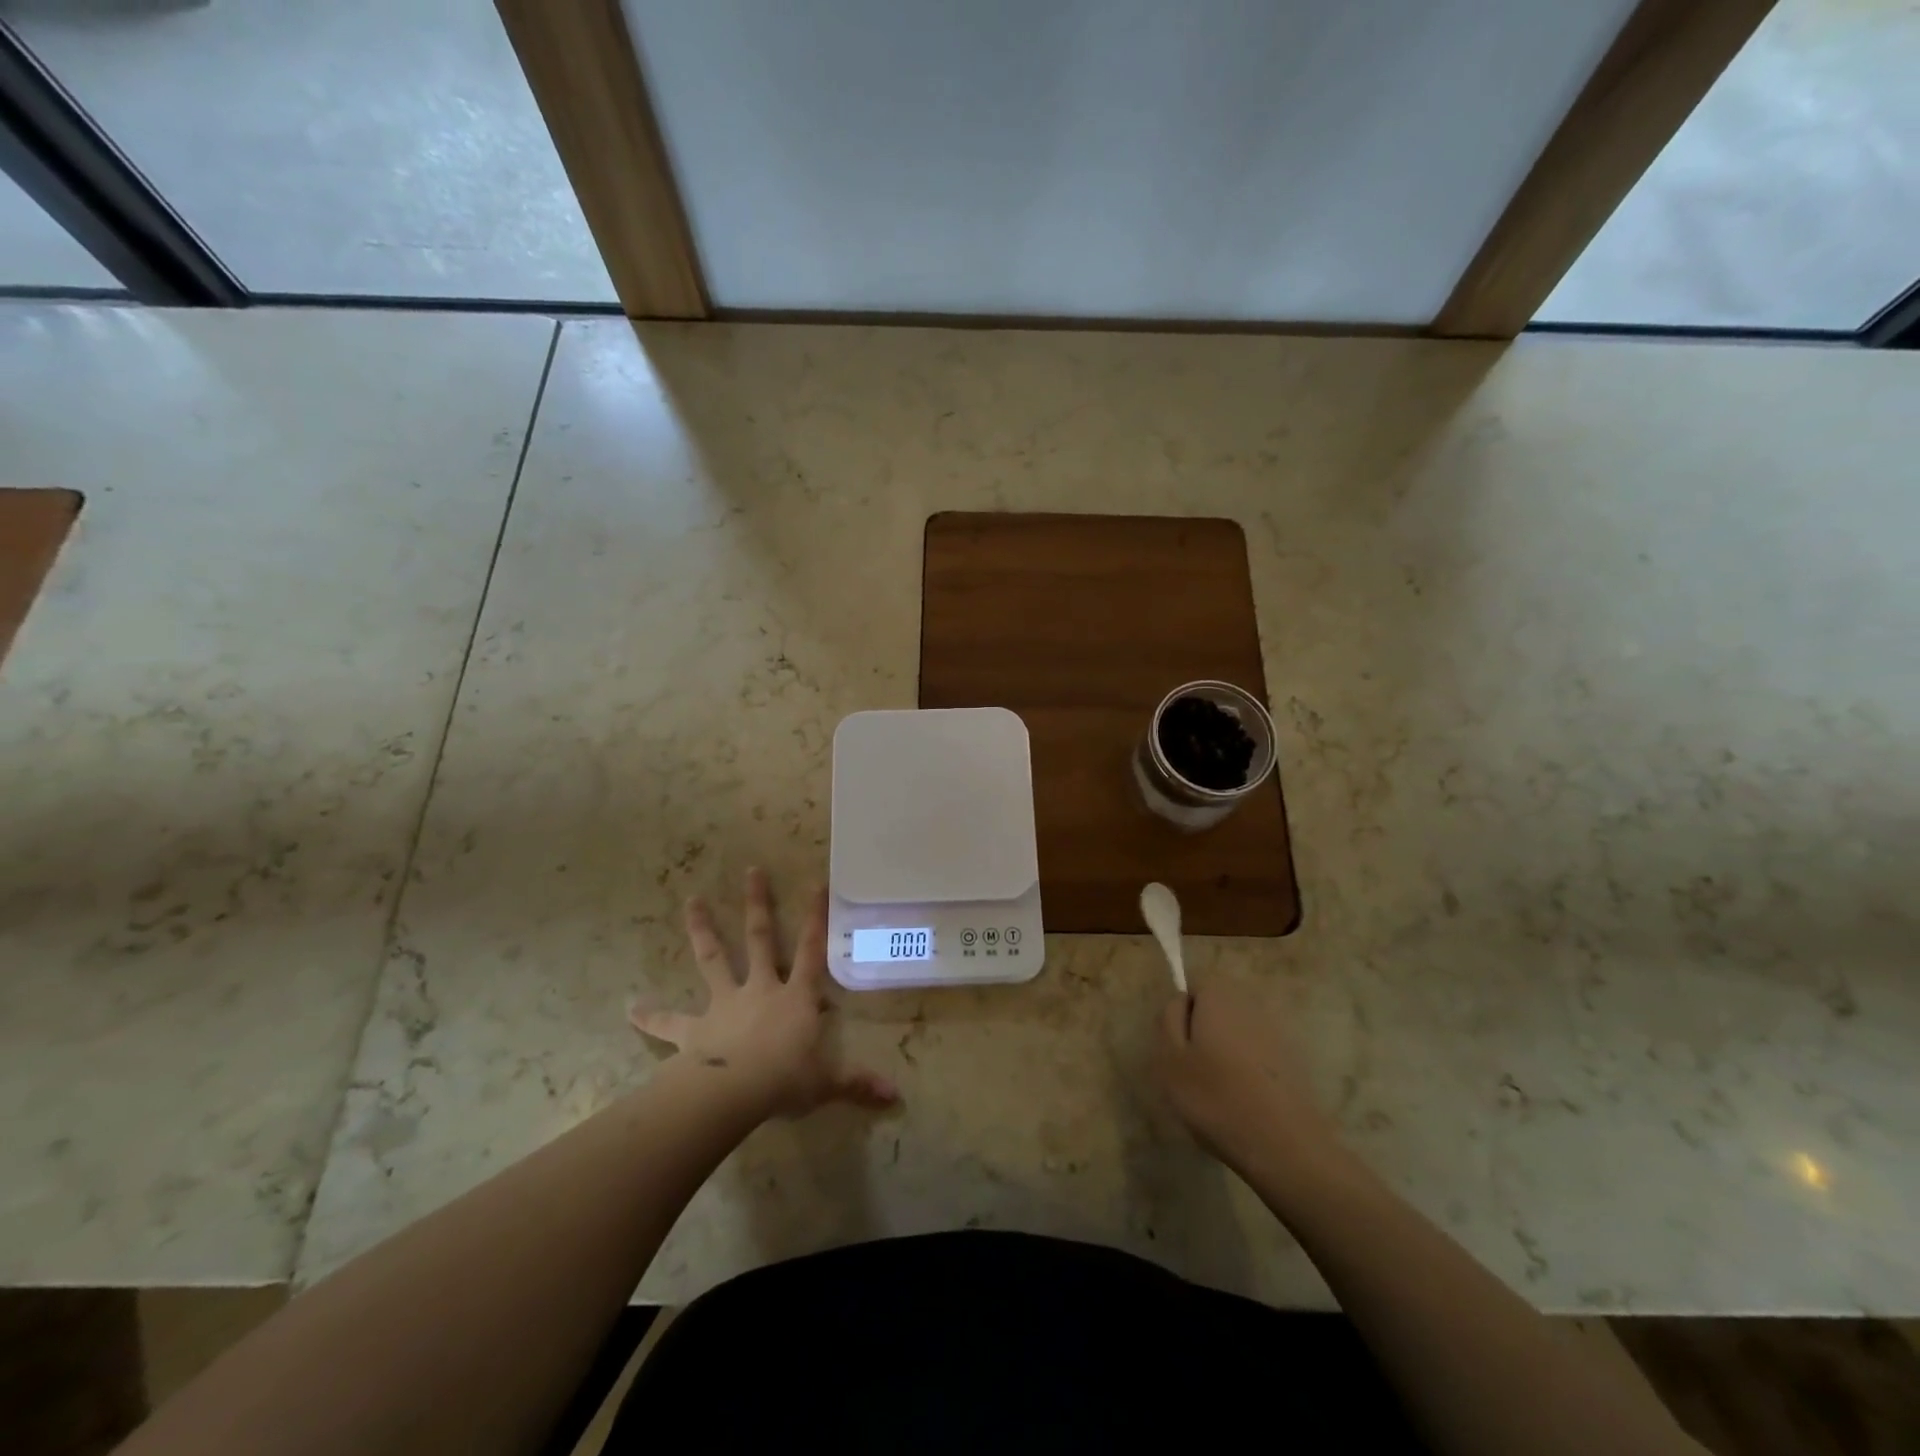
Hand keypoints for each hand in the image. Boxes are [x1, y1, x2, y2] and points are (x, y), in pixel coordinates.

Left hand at [630, 868, 897, 1118]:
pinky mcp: (694, 1029)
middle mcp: (760, 989)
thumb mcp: (827, 1083)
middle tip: (751, 870)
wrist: (734, 1094)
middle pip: (759, 939)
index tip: (815, 883)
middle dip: (757, 904)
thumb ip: (858, 1084)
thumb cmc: (785, 1081)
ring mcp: (724, 1004)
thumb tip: (894, 1096)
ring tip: (691, 901)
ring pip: (713, 959)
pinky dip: (650, 1016)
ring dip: (703, 929)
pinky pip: (669, 1022)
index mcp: (795, 997)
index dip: (815, 918)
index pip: (811, 950)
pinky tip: (629, 1008)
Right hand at [1152, 974, 1337, 1179]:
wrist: (1285, 1147)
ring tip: (1217, 1093)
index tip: (1178, 1047)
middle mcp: (1251, 1004)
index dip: (1182, 1014)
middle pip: (1218, 1007)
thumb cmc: (1216, 1097)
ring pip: (1238, 1033)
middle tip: (1192, 1072)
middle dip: (1204, 1031)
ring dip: (1226, 1053)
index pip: (1195, 985)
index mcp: (1220, 995)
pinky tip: (1243, 1104)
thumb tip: (1181, 1001)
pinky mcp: (1295, 1063)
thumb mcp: (1170, 1057)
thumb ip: (1169, 1018)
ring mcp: (1278, 1033)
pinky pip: (1258, 1056)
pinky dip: (1248, 1072)